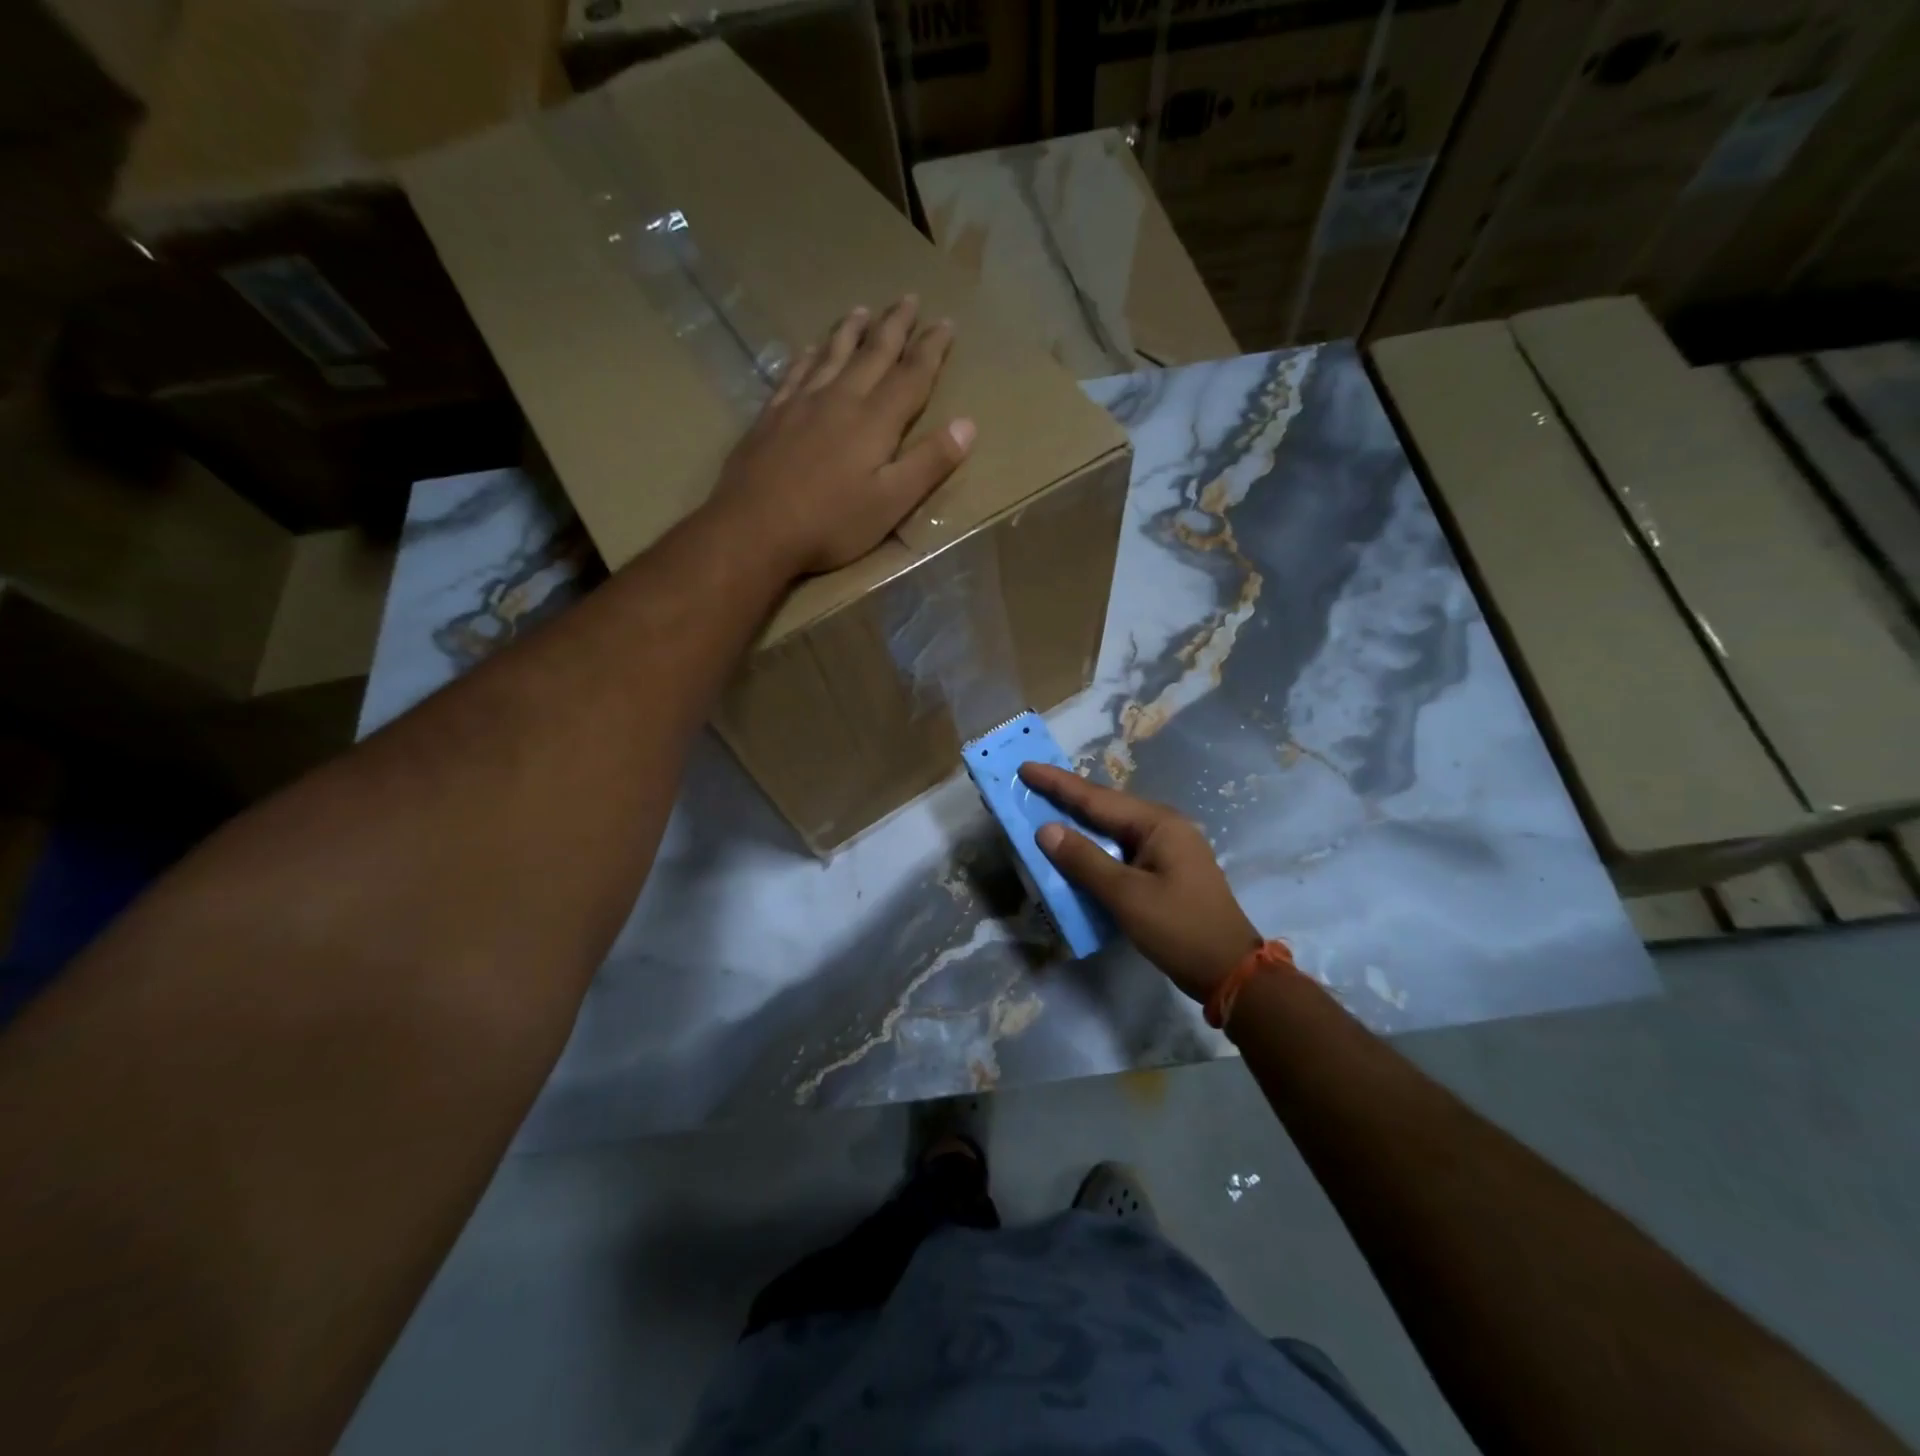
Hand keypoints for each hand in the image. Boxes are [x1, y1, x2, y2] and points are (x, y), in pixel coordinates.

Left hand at [711, 295, 975, 576]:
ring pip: (831, 355)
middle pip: (872, 353)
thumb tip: (968, 425)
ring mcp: (801, 404)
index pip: (911, 375)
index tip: (946, 323)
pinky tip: (807, 349)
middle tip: (909, 297)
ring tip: (862, 310)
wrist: (754, 528)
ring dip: (850, 331)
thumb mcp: (891, 502)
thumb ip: (929, 463)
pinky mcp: (771, 416)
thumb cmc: (831, 523)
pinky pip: (794, 373)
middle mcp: (840, 399)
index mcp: (875, 421)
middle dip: (894, 326)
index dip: (931, 349)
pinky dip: (806, 356)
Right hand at [1019, 763, 1260, 1002]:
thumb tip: (1046, 830)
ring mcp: (1167, 849)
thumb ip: (1084, 860)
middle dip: (1066, 797)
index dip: (1058, 784)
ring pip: (1112, 828)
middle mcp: (1164, 827)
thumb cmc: (1179, 928)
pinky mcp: (1164, 870)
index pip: (1097, 798)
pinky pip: (1121, 849)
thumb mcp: (1126, 895)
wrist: (1230, 971)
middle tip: (1029, 785)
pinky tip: (1075, 850)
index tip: (1025, 767)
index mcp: (1158, 823)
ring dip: (1079, 823)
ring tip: (1044, 811)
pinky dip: (1094, 848)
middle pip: (1105, 807)